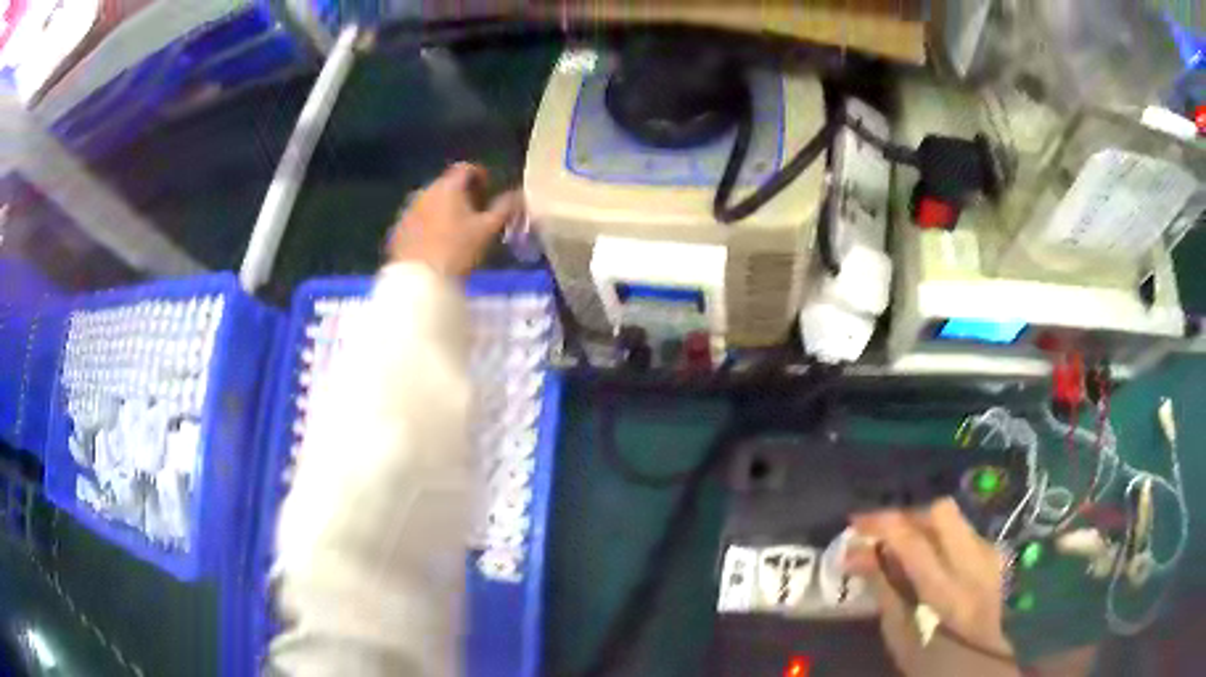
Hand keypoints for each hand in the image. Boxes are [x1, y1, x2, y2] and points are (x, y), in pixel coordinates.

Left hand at [387, 162, 520, 276]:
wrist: (419, 281)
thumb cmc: (458, 250)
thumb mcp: (488, 230)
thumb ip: (505, 208)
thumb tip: (519, 195)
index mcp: (448, 186)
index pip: (466, 168)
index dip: (480, 176)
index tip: (489, 191)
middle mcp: (425, 191)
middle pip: (446, 184)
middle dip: (461, 194)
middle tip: (475, 213)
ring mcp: (407, 211)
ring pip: (430, 202)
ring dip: (443, 209)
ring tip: (455, 230)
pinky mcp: (397, 231)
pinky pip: (416, 220)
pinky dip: (427, 225)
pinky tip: (435, 244)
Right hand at [846, 499, 1013, 669]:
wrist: (987, 667)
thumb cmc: (935, 664)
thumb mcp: (901, 638)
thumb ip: (884, 591)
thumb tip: (856, 555)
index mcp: (947, 594)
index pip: (913, 542)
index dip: (881, 524)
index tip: (854, 523)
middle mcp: (974, 565)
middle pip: (942, 512)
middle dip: (908, 515)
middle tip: (882, 532)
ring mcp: (990, 556)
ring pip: (955, 518)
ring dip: (924, 525)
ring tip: (901, 545)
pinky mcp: (995, 556)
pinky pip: (963, 531)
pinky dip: (941, 537)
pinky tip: (929, 558)